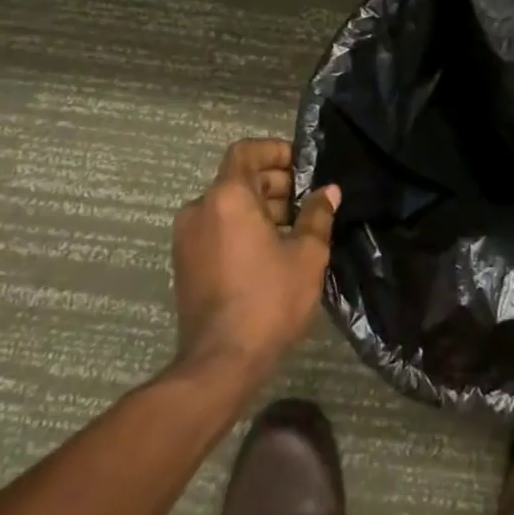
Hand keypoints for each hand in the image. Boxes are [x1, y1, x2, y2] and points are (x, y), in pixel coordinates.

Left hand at [170, 139, 339, 382]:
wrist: (219, 364)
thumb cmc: (268, 299)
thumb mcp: (307, 254)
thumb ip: (317, 215)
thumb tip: (328, 191)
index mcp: (227, 197)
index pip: (246, 151)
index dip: (274, 151)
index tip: (302, 165)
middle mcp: (200, 209)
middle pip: (238, 178)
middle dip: (275, 183)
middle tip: (308, 201)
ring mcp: (187, 238)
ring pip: (228, 205)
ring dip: (261, 207)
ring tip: (296, 228)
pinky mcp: (185, 264)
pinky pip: (217, 228)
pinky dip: (243, 227)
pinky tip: (273, 251)